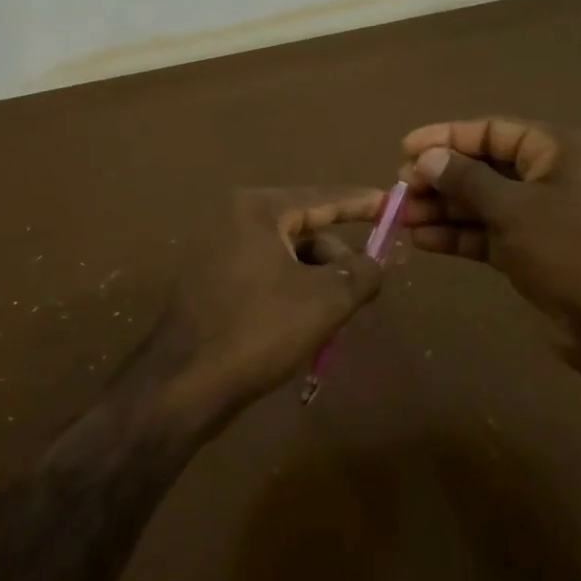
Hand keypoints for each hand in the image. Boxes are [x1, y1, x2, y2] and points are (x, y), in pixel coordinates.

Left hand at [145, 188, 385, 432]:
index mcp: (257, 210)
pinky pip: (267, 275)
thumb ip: (362, 273)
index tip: (396, 204)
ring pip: (288, 256)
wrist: (184, 384)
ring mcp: (218, 251)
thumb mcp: (325, 300)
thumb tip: (377, 262)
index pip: (323, 197)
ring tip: (335, 317)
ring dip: (318, 281)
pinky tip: (308, 324)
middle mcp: (234, 220)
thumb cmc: (258, 330)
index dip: (363, 202)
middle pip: (306, 228)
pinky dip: (293, 291)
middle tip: (367, 286)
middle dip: (339, 258)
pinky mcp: (212, 282)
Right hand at [398, 118, 580, 372]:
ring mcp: (542, 217)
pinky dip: (458, 235)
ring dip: (442, 209)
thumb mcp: (514, 209)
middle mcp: (551, 177)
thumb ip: (466, 180)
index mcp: (559, 151)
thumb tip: (427, 158)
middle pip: (485, 167)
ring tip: (400, 216)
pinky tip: (421, 239)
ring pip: (483, 203)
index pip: (494, 131)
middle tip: (400, 188)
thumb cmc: (571, 250)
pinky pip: (488, 233)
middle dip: (441, 177)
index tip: (405, 148)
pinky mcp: (532, 251)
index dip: (447, 137)